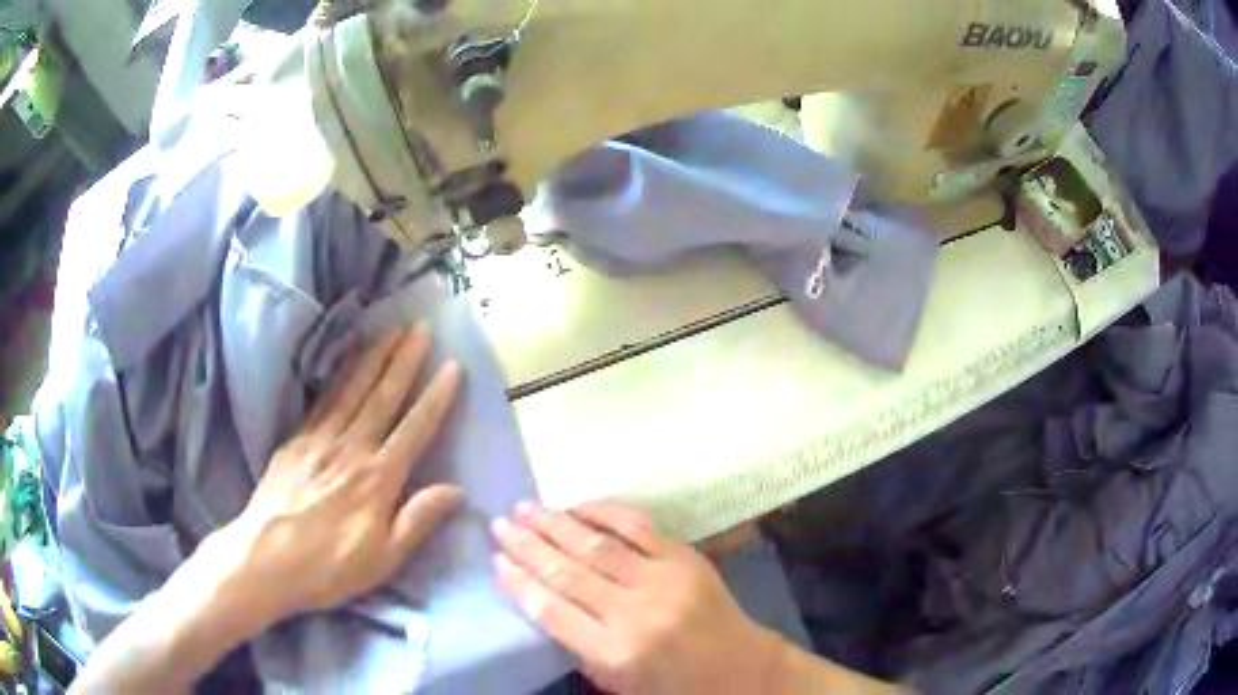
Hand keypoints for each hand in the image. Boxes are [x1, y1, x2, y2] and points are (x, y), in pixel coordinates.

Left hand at [213, 325, 463, 626]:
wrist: (264, 559)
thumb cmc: (328, 567)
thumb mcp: (383, 558)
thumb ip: (418, 520)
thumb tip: (457, 489)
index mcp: (377, 479)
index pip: (414, 429)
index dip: (435, 397)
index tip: (452, 366)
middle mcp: (351, 449)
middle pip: (382, 397)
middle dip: (404, 359)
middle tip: (421, 327)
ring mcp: (319, 440)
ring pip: (352, 390)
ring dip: (373, 357)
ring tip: (390, 330)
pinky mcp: (295, 441)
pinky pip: (323, 400)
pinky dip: (338, 375)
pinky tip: (346, 362)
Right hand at [491, 501, 782, 693]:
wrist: (740, 670)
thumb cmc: (673, 686)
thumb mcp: (616, 683)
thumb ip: (577, 646)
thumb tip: (540, 599)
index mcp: (615, 652)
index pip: (551, 611)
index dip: (519, 582)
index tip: (496, 561)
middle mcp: (635, 613)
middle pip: (568, 572)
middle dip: (528, 546)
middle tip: (499, 525)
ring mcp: (663, 581)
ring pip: (596, 544)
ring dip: (555, 524)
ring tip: (524, 508)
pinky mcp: (685, 559)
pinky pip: (637, 526)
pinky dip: (603, 511)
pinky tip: (576, 506)